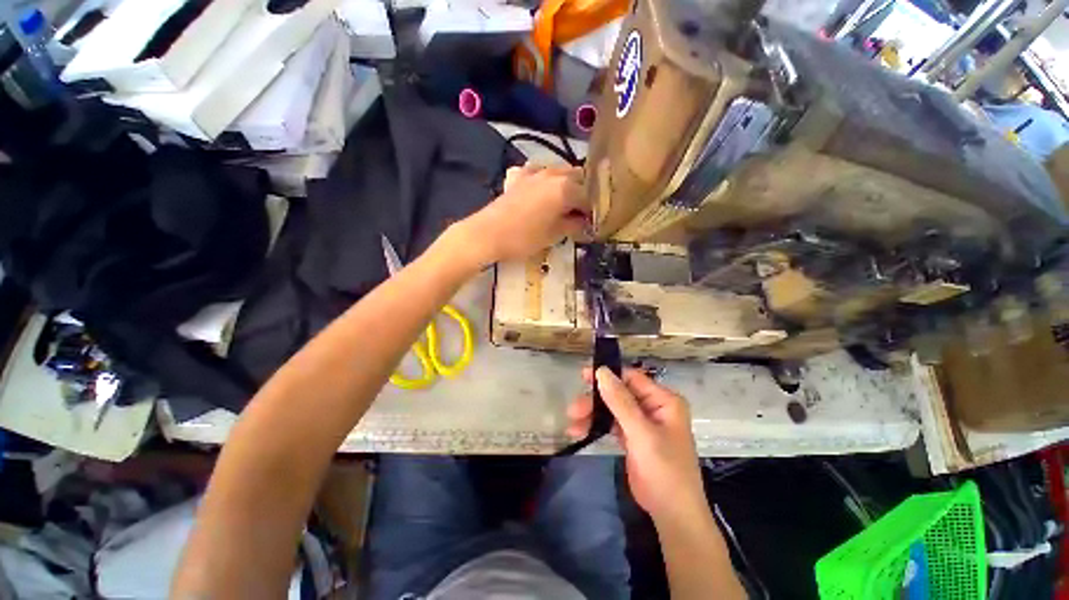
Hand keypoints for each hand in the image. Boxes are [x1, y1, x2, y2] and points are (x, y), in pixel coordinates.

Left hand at [453, 165, 589, 265]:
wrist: (488, 234)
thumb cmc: (524, 238)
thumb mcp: (554, 235)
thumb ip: (574, 226)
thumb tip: (585, 223)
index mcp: (566, 188)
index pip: (590, 197)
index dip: (594, 211)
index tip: (593, 223)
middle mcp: (553, 174)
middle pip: (578, 178)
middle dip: (583, 193)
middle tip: (581, 213)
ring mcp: (534, 172)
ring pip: (559, 171)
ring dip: (567, 184)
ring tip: (565, 203)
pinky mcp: (518, 177)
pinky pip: (538, 172)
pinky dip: (544, 179)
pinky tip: (541, 191)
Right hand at [568, 367, 706, 523]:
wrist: (672, 515)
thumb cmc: (664, 470)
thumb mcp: (641, 433)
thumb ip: (620, 401)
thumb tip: (602, 371)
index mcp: (664, 400)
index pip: (632, 379)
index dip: (608, 376)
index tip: (583, 376)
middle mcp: (653, 407)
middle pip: (619, 394)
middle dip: (596, 401)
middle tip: (573, 409)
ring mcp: (642, 423)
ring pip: (613, 409)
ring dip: (593, 415)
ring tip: (572, 423)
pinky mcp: (633, 437)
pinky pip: (612, 424)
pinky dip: (597, 426)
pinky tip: (580, 430)